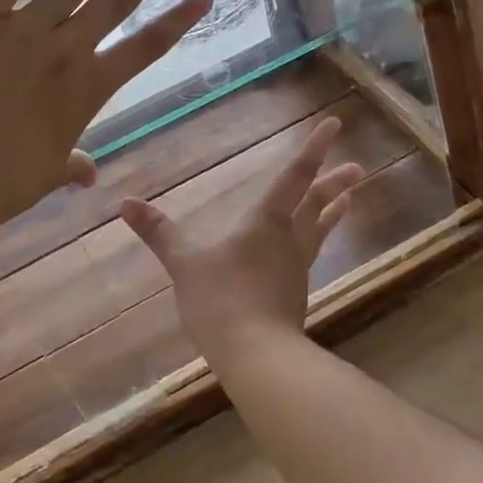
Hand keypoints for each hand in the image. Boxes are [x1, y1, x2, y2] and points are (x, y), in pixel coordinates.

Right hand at [120, 117, 364, 360]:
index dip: (313, 149)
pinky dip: (318, 240)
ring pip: (319, 230)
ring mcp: (296, 268)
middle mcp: (289, 239)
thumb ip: (158, 233)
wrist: (257, 358)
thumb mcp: (183, 264)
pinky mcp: (295, 294)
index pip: (294, 177)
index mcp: (266, 222)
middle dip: (335, 182)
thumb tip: (125, 203)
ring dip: (333, 212)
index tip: (334, 124)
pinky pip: (310, 255)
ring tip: (350, 199)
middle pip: (317, 203)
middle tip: (357, 167)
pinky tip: (310, 248)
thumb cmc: (221, 300)